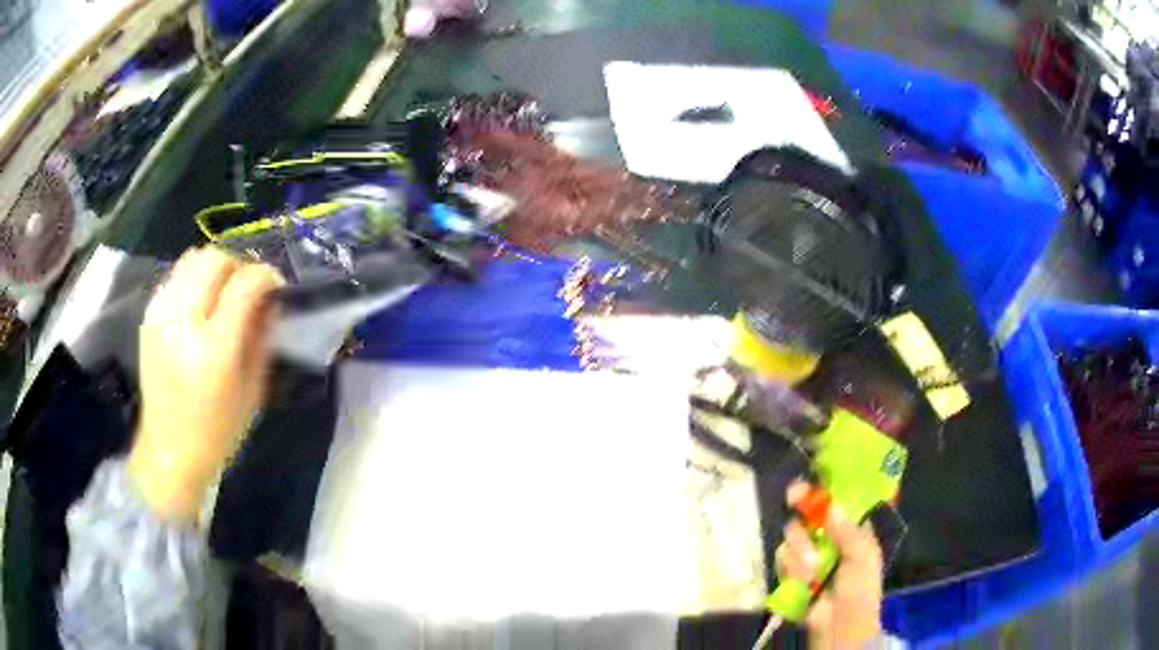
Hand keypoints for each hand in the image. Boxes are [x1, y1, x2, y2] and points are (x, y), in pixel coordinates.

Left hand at [128, 247, 282, 522]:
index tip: (275, 286)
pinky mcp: (149, 316)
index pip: (244, 284)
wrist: (168, 451)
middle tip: (247, 286)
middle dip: (238, 264)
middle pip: (214, 258)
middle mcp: (183, 322)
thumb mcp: (253, 392)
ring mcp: (161, 315)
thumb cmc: (217, 432)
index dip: (266, 276)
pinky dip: (193, 280)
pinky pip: (175, 276)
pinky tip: (199, 305)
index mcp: (214, 349)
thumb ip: (262, 338)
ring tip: (222, 291)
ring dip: (214, 268)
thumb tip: (270, 299)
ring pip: (192, 259)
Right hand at [777, 482, 883, 648]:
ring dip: (800, 550)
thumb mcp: (863, 558)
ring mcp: (808, 554)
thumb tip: (832, 506)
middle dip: (802, 511)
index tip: (808, 481)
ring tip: (813, 570)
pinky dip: (791, 568)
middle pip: (808, 513)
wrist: (839, 627)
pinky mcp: (791, 572)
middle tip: (793, 500)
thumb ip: (849, 532)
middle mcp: (828, 537)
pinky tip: (804, 580)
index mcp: (851, 529)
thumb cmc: (860, 590)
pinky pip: (782, 558)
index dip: (822, 489)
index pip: (836, 501)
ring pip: (793, 535)